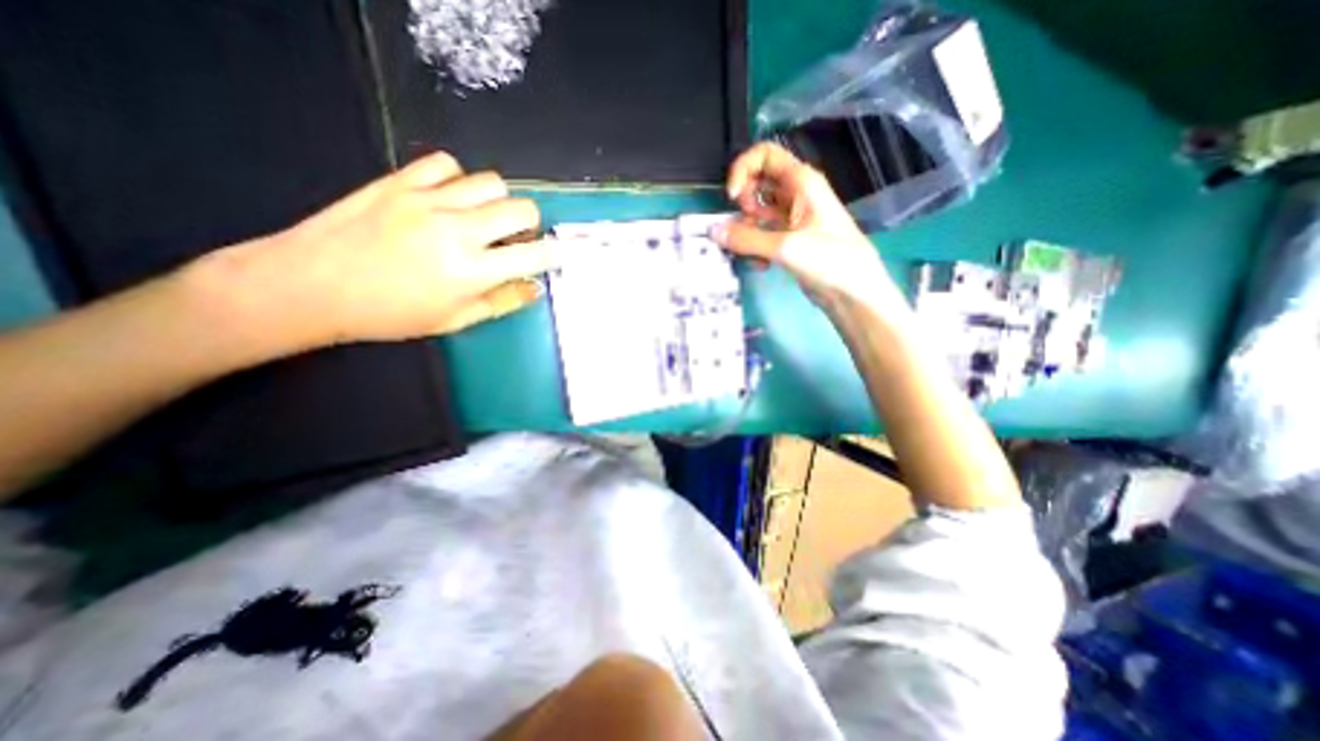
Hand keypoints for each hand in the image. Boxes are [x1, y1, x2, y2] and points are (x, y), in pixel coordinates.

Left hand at [206, 150, 559, 350]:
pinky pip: (445, 163)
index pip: (534, 255)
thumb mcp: (454, 320)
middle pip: (521, 208)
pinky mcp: (399, 181)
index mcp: (472, 271)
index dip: (555, 253)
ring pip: (490, 182)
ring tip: (482, 217)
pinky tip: (449, 197)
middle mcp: (457, 230)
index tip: (559, 254)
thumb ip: (502, 302)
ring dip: (497, 201)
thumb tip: (535, 287)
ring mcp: (427, 201)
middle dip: (529, 224)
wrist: (311, 285)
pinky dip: (457, 179)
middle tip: (515, 238)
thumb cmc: (390, 314)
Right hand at [712, 141, 907, 311]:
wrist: (853, 292)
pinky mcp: (788, 240)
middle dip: (743, 204)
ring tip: (748, 252)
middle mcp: (795, 194)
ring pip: (757, 213)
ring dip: (747, 231)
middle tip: (743, 226)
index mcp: (801, 182)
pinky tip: (761, 266)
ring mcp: (791, 218)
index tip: (732, 197)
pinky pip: (762, 235)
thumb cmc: (829, 259)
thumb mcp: (786, 247)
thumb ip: (747, 239)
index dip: (743, 169)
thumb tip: (713, 231)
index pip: (765, 155)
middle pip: (757, 183)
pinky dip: (756, 248)